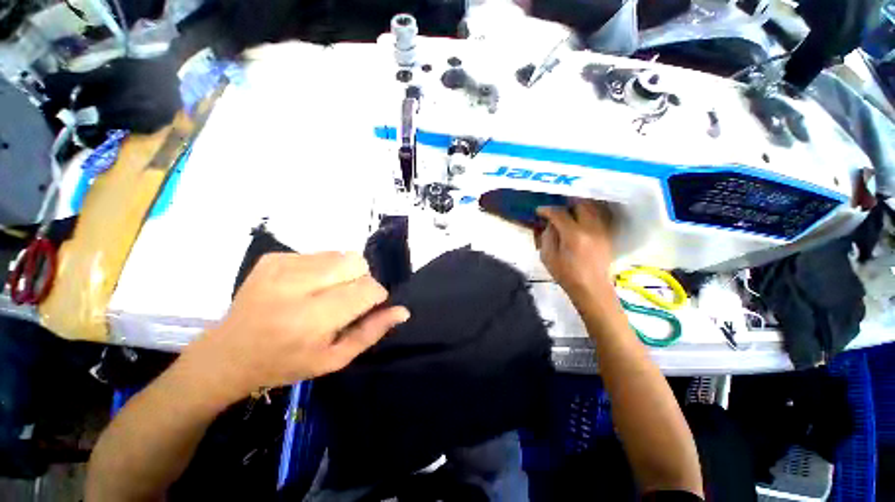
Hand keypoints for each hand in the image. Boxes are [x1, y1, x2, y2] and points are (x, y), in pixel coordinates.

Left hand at [182, 252, 409, 403]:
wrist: (235, 350)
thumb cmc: (285, 363)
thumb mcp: (330, 361)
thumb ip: (367, 334)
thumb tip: (400, 311)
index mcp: (313, 319)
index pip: (365, 288)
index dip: (375, 296)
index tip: (367, 308)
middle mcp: (297, 285)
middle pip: (353, 261)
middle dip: (358, 280)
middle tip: (341, 303)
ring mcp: (281, 266)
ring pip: (334, 254)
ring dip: (337, 274)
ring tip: (319, 297)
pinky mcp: (271, 257)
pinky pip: (312, 254)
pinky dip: (316, 270)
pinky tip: (300, 290)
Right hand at [536, 202, 614, 303]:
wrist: (593, 290)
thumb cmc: (568, 277)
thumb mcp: (549, 259)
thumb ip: (547, 237)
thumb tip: (550, 224)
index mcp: (573, 234)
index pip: (559, 213)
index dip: (547, 210)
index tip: (540, 211)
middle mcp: (589, 228)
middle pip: (579, 204)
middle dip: (567, 204)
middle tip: (559, 210)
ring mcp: (601, 230)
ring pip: (591, 208)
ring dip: (579, 207)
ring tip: (571, 213)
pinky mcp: (607, 235)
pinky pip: (598, 217)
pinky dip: (589, 215)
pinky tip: (582, 222)